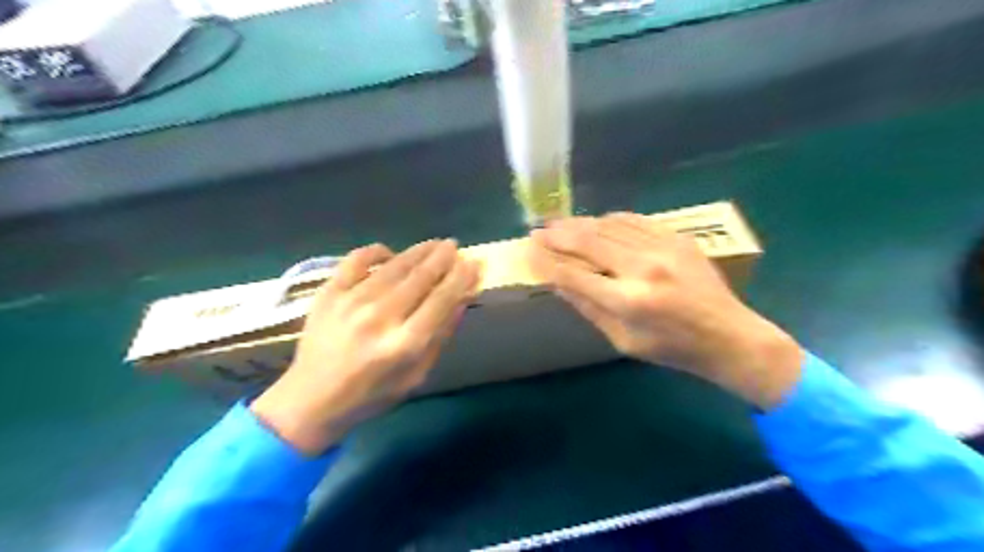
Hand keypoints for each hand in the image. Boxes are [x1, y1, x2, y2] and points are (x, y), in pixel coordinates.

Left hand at [251, 238, 482, 454]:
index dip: (461, 279)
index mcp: (404, 344)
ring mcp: (351, 302)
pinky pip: (356, 260)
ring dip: (418, 251)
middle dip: (442, 258)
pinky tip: (390, 252)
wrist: (312, 400)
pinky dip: (376, 251)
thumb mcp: (416, 376)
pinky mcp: (329, 293)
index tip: (473, 264)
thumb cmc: (372, 394)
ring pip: (394, 266)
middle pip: (420, 278)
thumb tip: (462, 299)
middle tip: (454, 246)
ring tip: (434, 244)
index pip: (442, 300)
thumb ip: (440, 337)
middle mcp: (380, 317)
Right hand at [536, 211, 801, 408]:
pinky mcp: (677, 237)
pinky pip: (633, 220)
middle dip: (558, 235)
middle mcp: (643, 268)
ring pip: (608, 226)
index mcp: (629, 302)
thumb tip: (558, 282)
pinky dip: (609, 220)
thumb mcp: (623, 340)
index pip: (575, 274)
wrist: (729, 335)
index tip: (530, 253)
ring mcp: (663, 248)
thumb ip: (589, 308)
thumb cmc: (672, 348)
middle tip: (538, 231)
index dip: (548, 262)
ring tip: (559, 225)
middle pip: (589, 241)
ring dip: (580, 224)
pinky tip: (596, 223)